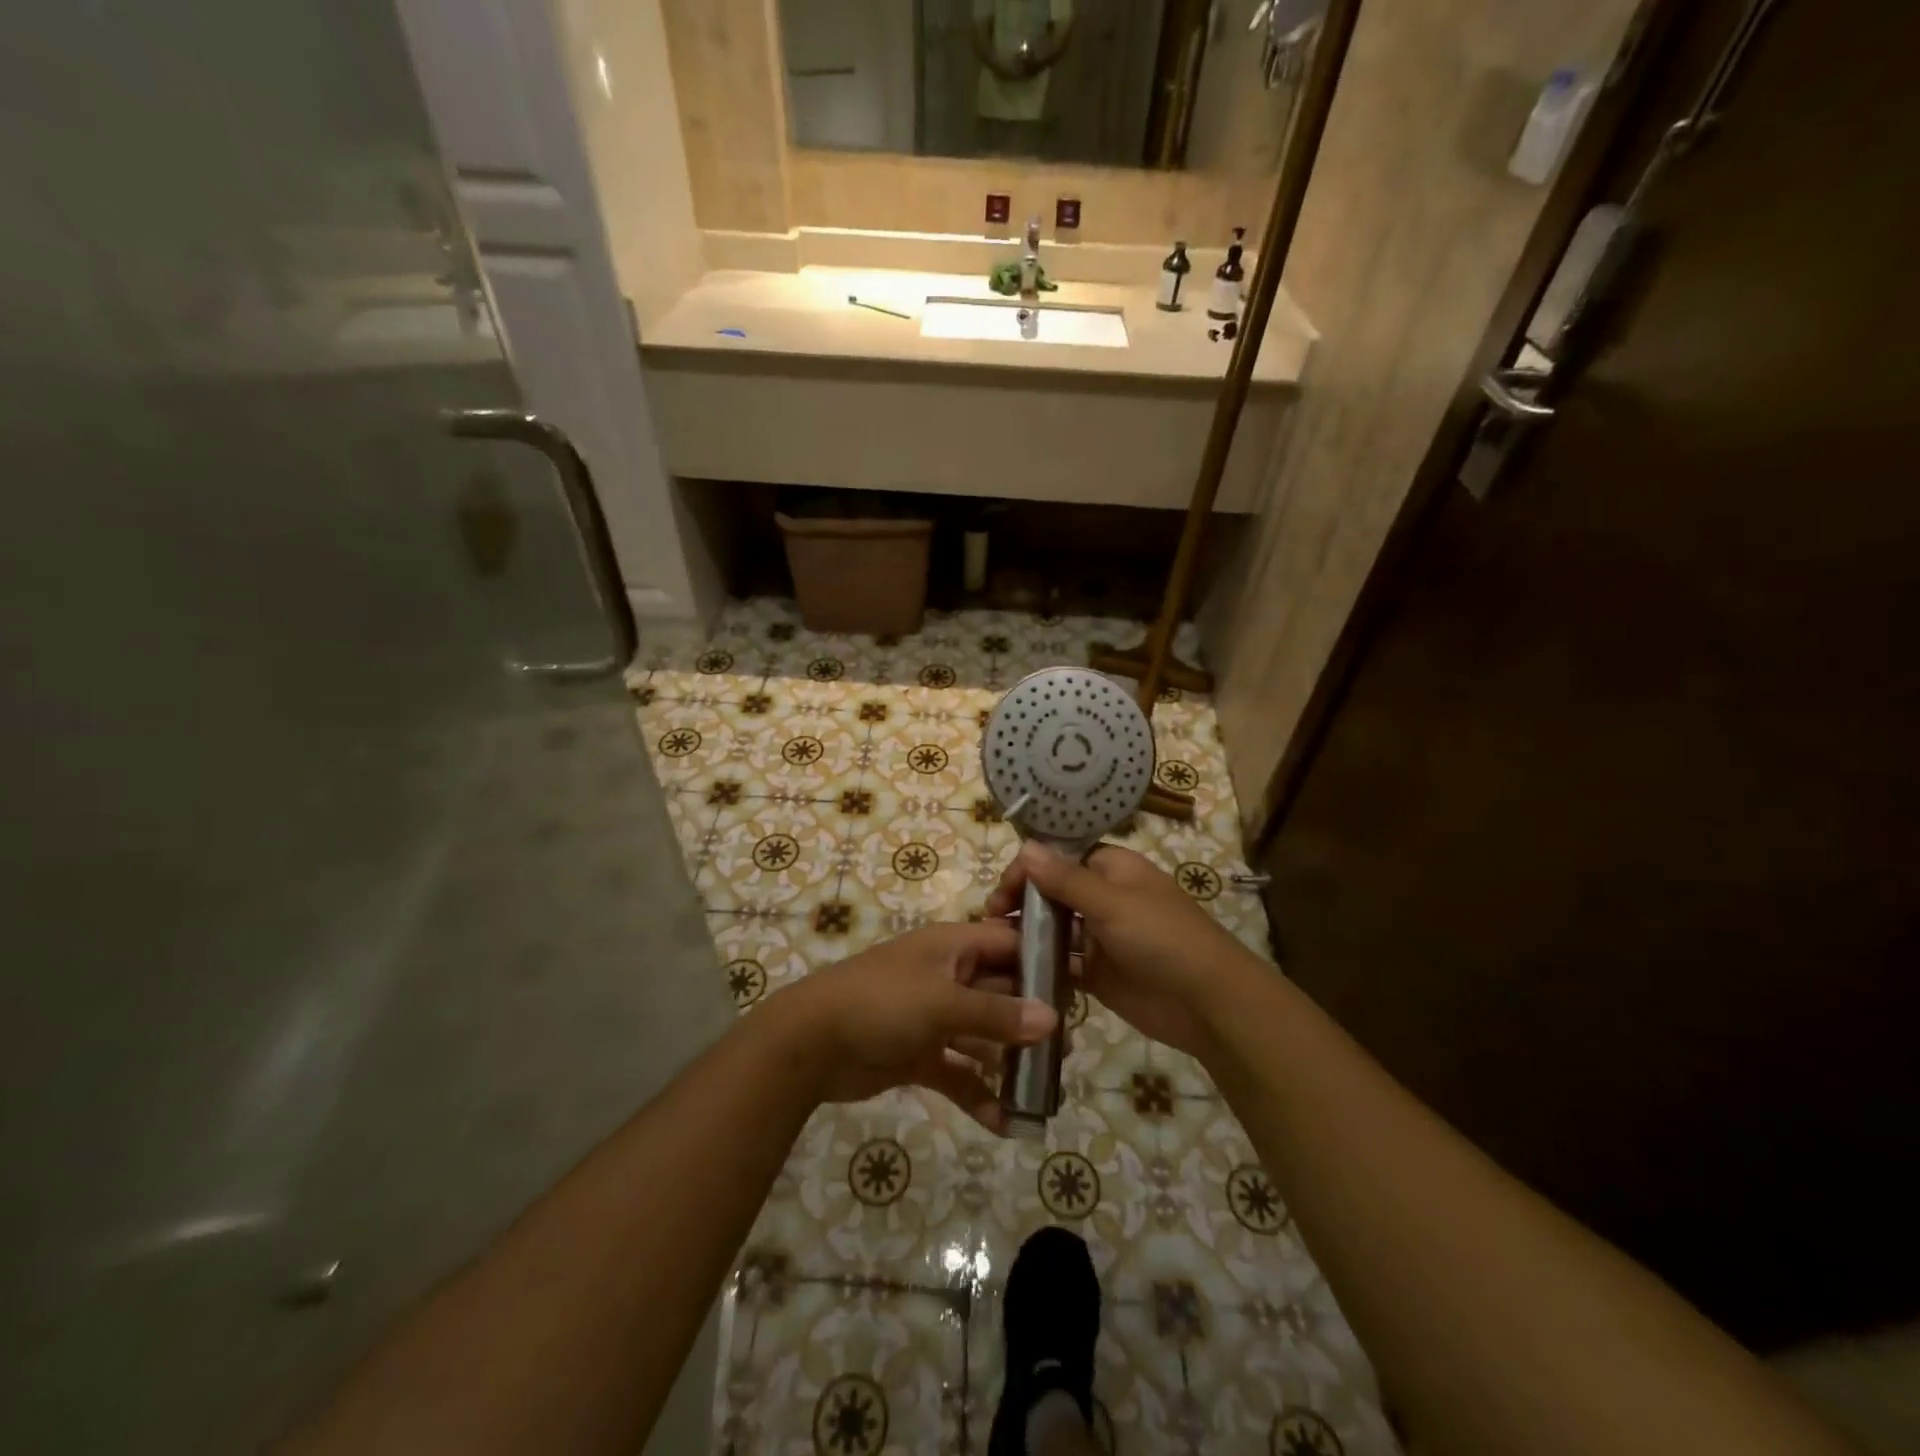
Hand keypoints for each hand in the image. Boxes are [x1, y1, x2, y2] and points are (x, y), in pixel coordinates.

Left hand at [775, 921, 1057, 1133]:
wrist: (809, 1043)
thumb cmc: (881, 1004)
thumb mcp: (943, 1003)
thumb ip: (998, 1014)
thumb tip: (1053, 1019)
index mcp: (953, 947)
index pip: (1009, 944)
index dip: (1042, 961)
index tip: (1079, 988)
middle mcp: (947, 977)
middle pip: (1001, 993)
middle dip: (1032, 1021)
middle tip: (1069, 1051)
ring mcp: (933, 1017)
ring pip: (983, 1036)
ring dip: (1009, 1061)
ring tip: (1046, 1090)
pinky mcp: (919, 1054)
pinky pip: (959, 1072)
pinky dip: (978, 1094)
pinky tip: (1005, 1123)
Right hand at [987, 842, 1257, 1061]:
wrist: (1207, 1004)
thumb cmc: (1162, 939)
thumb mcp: (1113, 904)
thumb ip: (1066, 879)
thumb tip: (1026, 846)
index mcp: (1112, 869)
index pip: (1059, 858)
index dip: (1029, 869)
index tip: (1002, 892)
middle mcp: (1104, 898)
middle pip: (1052, 892)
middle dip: (1021, 902)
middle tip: (991, 921)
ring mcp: (1100, 937)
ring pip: (1054, 928)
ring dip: (1027, 934)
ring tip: (993, 946)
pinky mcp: (1098, 973)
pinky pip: (1063, 963)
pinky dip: (1041, 965)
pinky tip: (1014, 972)